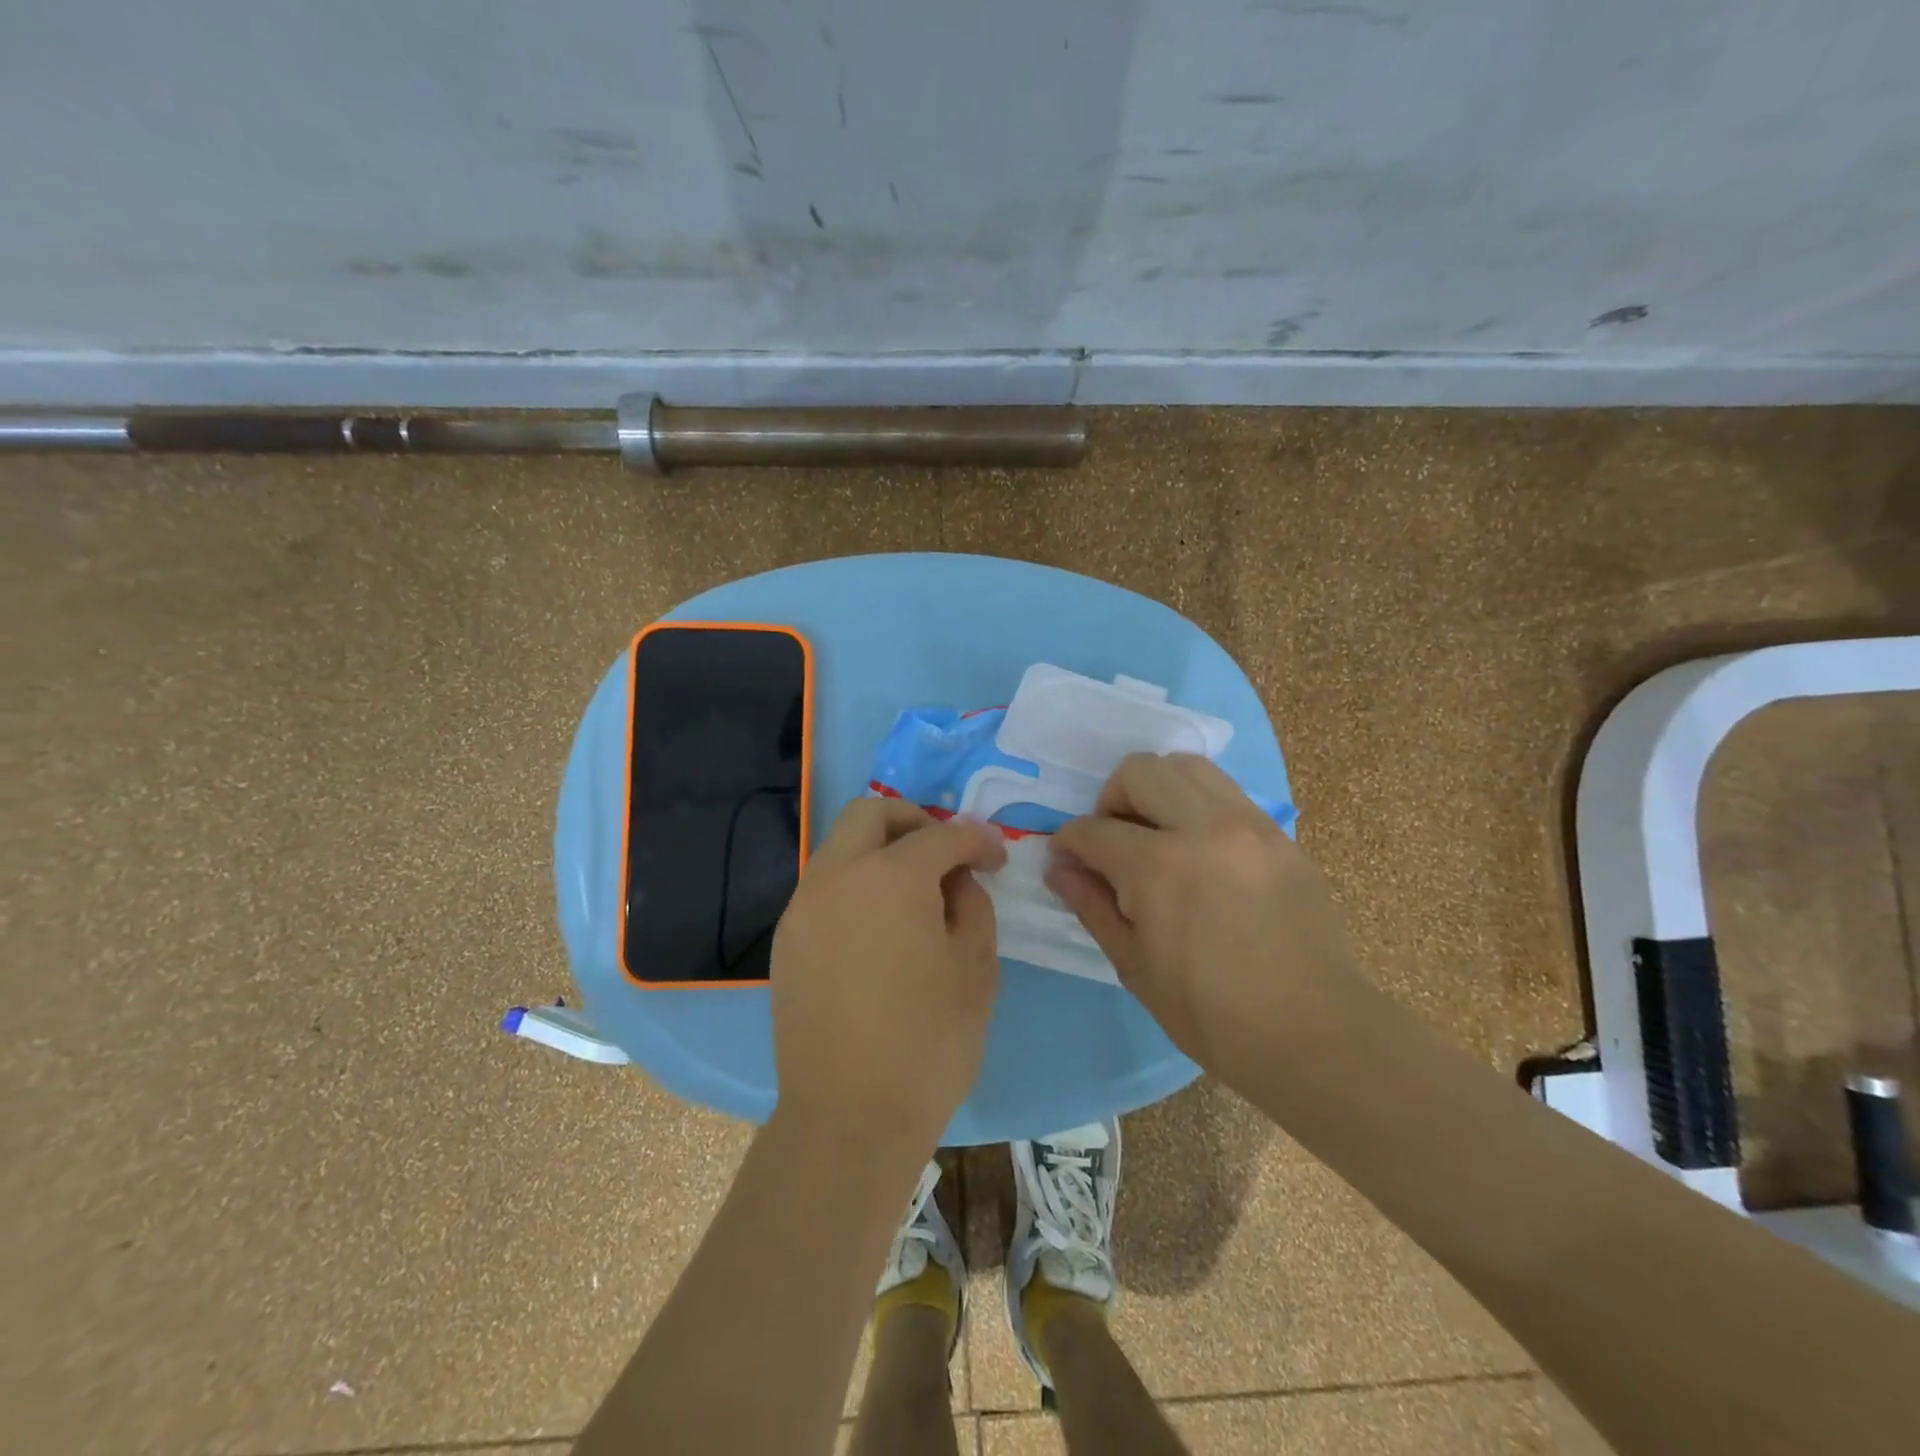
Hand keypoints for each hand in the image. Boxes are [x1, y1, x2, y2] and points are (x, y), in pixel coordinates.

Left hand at [770, 798, 1006, 1159]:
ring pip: (840, 845)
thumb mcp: (976, 968)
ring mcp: (803, 905)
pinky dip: (855, 883)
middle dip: (914, 820)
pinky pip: (824, 886)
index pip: (941, 834)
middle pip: (871, 813)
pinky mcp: (787, 939)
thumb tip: (955, 881)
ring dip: (879, 850)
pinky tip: (878, 927)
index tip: (996, 858)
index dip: (977, 840)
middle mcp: (837, 875)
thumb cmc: (928, 1042)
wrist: (848, 1117)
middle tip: (944, 854)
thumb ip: (972, 905)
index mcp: (891, 876)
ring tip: (913, 892)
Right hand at [1047, 753, 1358, 1086]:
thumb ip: (1091, 904)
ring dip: (1157, 788)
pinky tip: (1200, 848)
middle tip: (1113, 840)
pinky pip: (1227, 792)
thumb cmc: (1211, 1014)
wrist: (1314, 1033)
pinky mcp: (1280, 835)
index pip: (1094, 829)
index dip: (1069, 842)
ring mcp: (1249, 825)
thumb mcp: (1134, 965)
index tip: (1065, 858)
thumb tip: (1059, 867)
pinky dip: (1198, 804)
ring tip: (1157, 832)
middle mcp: (1203, 827)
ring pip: (1188, 766)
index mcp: (1158, 867)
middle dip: (1110, 799)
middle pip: (1139, 771)